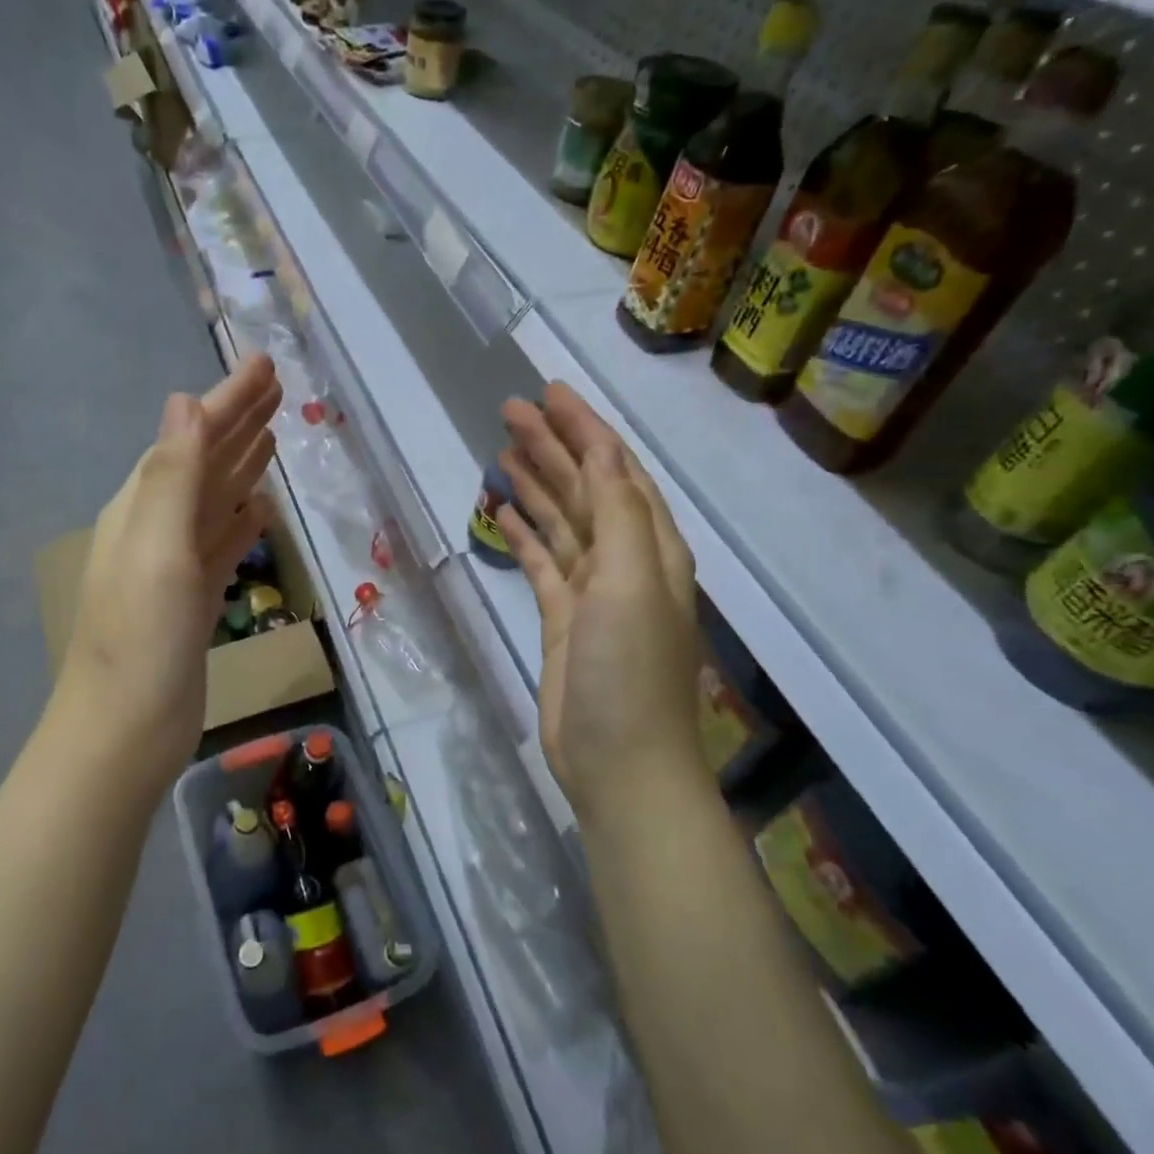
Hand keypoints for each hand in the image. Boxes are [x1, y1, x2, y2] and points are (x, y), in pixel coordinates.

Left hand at [57, 354, 281, 786]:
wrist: (125, 733)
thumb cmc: (141, 643)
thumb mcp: (157, 552)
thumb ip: (172, 477)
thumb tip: (184, 401)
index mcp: (142, 508)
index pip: (190, 438)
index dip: (228, 401)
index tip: (266, 366)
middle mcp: (155, 527)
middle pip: (204, 461)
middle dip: (238, 422)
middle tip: (278, 387)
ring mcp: (175, 565)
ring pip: (215, 499)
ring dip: (242, 465)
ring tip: (274, 435)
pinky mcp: (194, 598)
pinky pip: (222, 542)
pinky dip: (242, 519)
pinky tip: (262, 510)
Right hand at [495, 384, 705, 823]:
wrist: (619, 762)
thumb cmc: (629, 669)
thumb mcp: (633, 582)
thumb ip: (618, 514)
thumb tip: (599, 453)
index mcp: (651, 545)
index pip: (616, 469)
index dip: (586, 428)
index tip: (549, 391)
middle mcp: (625, 559)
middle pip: (585, 487)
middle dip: (553, 445)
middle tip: (511, 410)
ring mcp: (592, 590)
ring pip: (561, 520)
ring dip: (535, 483)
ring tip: (502, 448)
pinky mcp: (563, 617)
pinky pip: (542, 561)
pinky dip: (524, 533)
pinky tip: (502, 510)